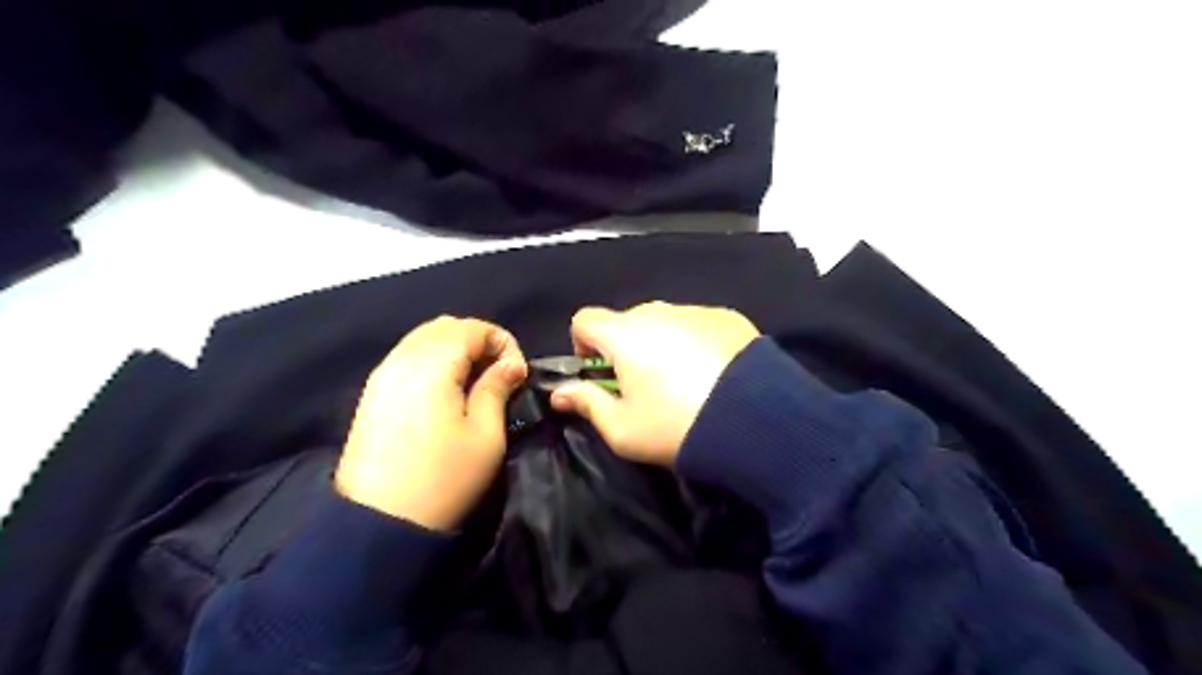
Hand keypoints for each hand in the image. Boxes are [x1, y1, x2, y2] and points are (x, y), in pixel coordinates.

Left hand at [336, 317, 525, 530]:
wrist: (379, 525)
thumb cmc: (444, 479)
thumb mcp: (485, 435)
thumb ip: (497, 388)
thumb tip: (511, 365)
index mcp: (432, 365)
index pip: (473, 328)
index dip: (502, 341)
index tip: (517, 373)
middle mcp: (402, 359)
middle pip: (445, 326)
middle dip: (479, 340)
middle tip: (499, 373)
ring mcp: (382, 375)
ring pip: (423, 339)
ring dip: (455, 349)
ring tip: (475, 381)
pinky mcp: (372, 394)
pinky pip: (407, 357)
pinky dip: (432, 360)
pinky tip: (445, 390)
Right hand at [548, 303, 754, 467]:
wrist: (755, 422)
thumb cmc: (676, 427)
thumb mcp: (623, 429)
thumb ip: (587, 404)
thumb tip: (559, 393)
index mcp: (624, 333)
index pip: (585, 319)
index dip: (583, 344)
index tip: (599, 374)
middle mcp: (658, 311)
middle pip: (627, 321)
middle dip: (625, 348)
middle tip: (643, 385)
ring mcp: (696, 310)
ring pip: (664, 322)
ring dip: (661, 344)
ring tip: (683, 382)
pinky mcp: (728, 317)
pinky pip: (698, 324)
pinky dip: (695, 342)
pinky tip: (713, 374)